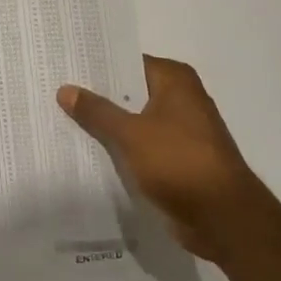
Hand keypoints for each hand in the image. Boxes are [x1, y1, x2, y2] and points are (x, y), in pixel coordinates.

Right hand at [58, 56, 270, 261]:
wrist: (223, 217)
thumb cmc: (179, 162)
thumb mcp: (130, 134)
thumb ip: (97, 111)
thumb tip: (65, 88)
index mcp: (175, 80)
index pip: (128, 62)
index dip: (98, 66)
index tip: (66, 67)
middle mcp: (181, 98)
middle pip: (131, 91)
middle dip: (99, 96)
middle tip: (57, 92)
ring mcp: (182, 130)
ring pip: (135, 120)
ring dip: (109, 124)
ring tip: (64, 120)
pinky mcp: (179, 159)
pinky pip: (142, 145)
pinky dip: (122, 147)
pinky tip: (90, 150)